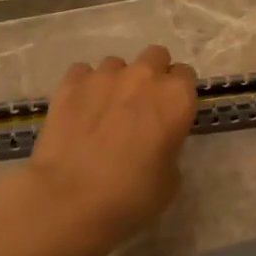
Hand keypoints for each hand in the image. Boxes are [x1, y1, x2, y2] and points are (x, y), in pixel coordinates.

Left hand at [23, 45, 198, 252]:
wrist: (70, 199)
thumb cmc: (131, 195)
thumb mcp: (170, 180)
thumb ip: (169, 147)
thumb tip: (156, 142)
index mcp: (176, 98)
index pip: (186, 76)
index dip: (178, 94)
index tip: (171, 113)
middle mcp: (144, 77)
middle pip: (155, 56)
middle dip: (152, 75)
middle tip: (142, 106)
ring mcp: (104, 76)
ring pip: (117, 64)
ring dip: (117, 81)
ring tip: (105, 110)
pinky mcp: (69, 84)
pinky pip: (83, 72)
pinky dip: (85, 86)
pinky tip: (80, 109)